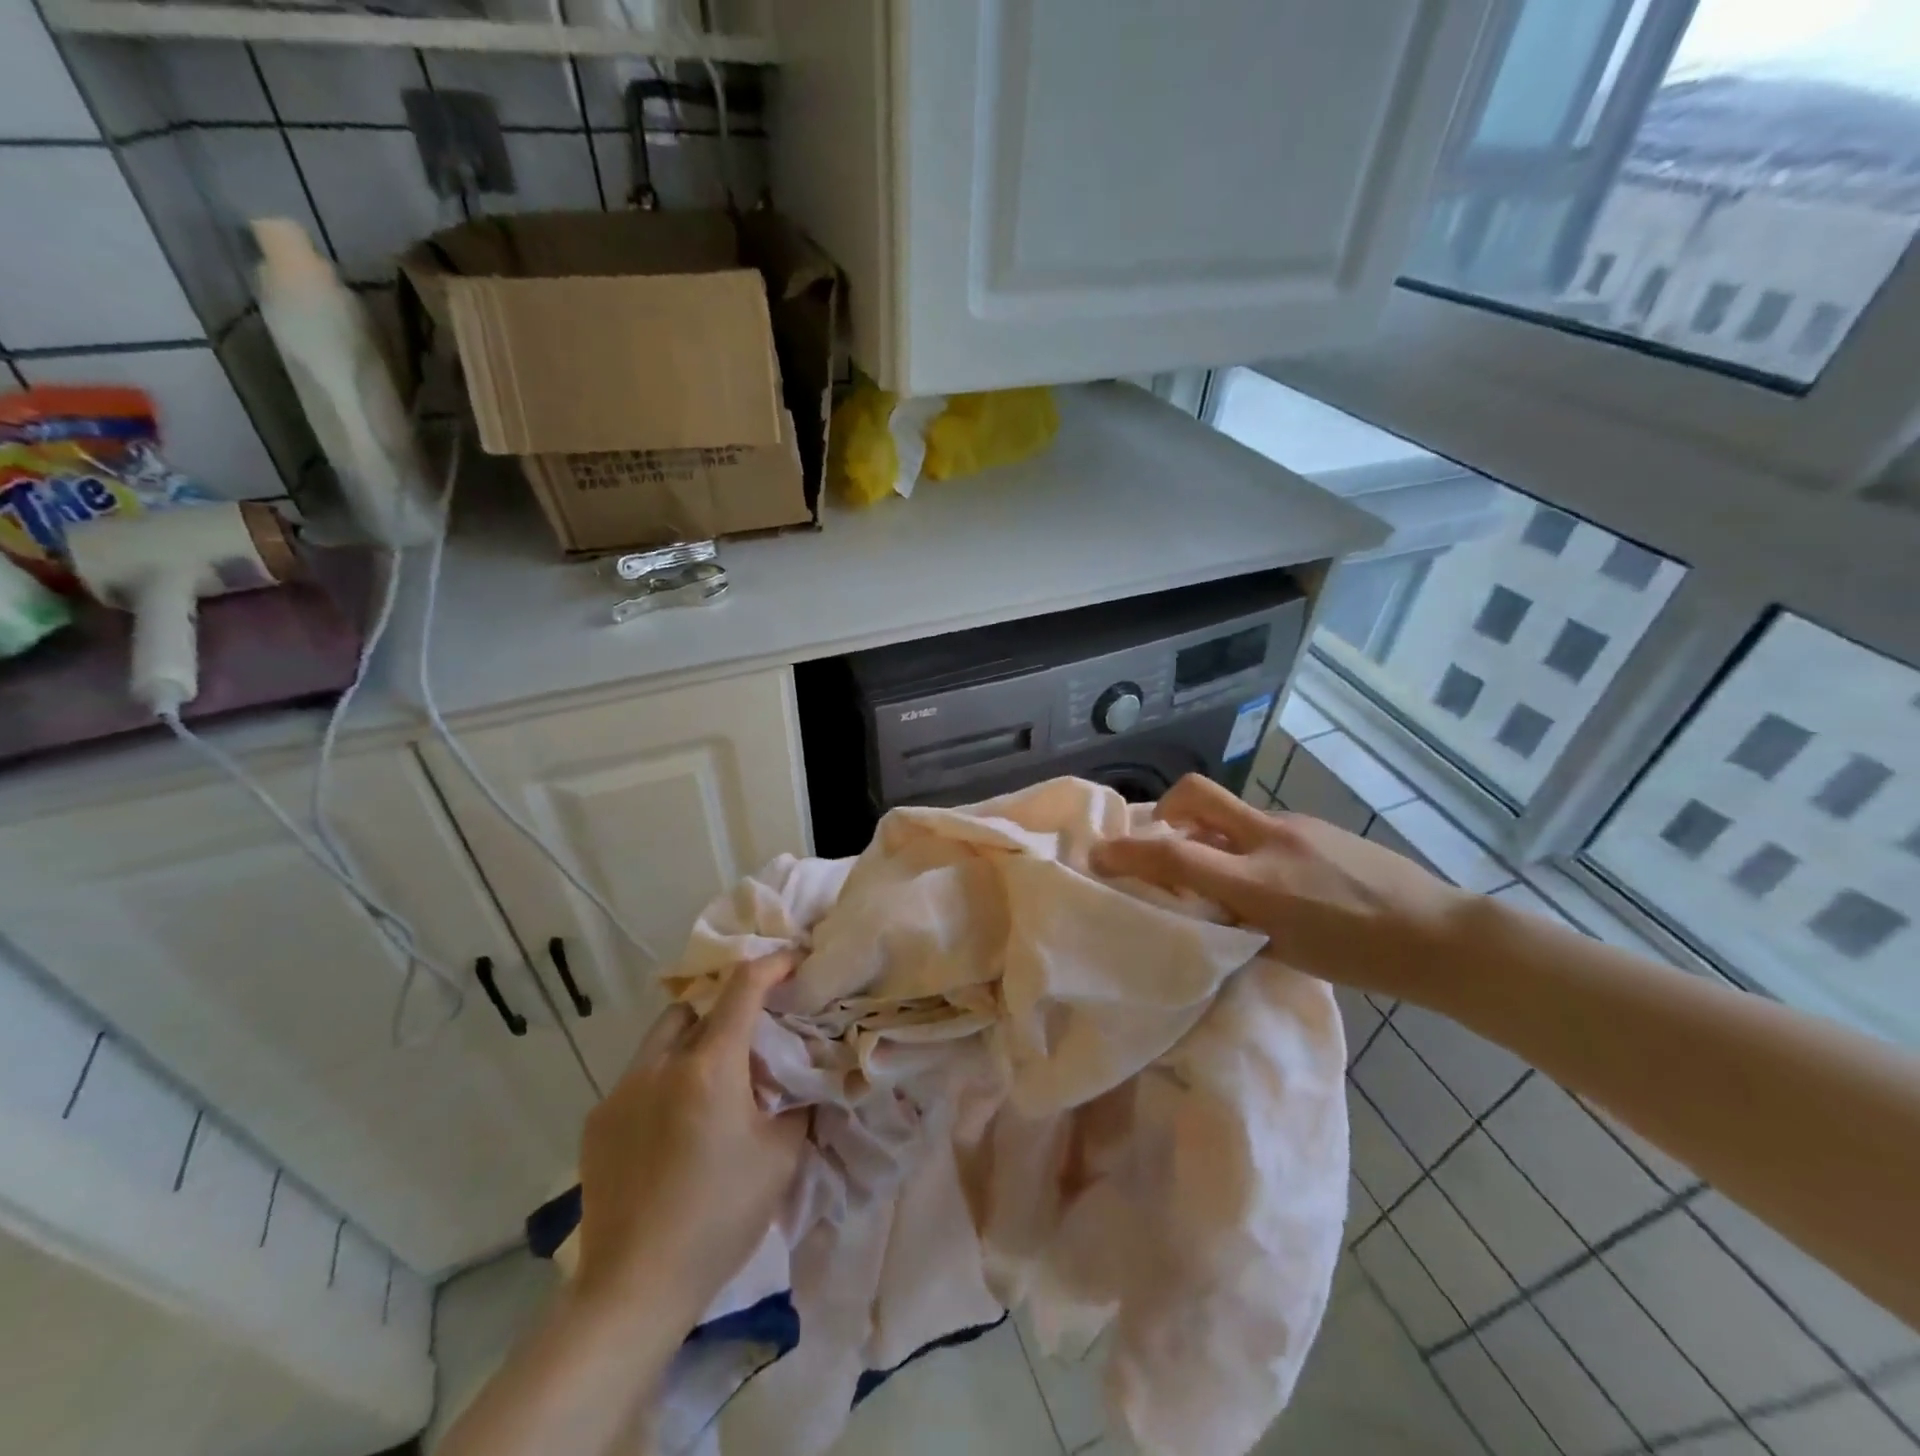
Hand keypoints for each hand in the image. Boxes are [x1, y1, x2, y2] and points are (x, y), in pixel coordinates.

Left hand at [574, 952, 807, 1325]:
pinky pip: (638, 1078)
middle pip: (695, 1005)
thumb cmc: (719, 1217)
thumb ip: (794, 1103)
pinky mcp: (598, 1121)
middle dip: (724, 1007)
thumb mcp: (780, 1157)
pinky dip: (663, 1080)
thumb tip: (799, 1080)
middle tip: (748, 1036)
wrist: (634, 1288)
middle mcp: (660, 1064)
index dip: (771, 964)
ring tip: (710, 1080)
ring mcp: (621, 1091)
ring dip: (691, 1041)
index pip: (744, 988)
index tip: (792, 960)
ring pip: (661, 1038)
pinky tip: (674, 1124)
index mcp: (709, 1066)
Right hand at [1089, 774, 1467, 999]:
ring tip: (1217, 866)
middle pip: (1196, 794)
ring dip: (1206, 827)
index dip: (1127, 851)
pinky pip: (1260, 822)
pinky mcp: (1315, 823)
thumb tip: (1198, 898)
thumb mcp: (1281, 951)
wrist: (1437, 934)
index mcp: (1258, 883)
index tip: (1098, 855)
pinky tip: (1268, 873)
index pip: (1174, 853)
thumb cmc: (1358, 958)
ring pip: (1228, 809)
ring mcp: (1294, 825)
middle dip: (1164, 806)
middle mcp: (1269, 840)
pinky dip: (1243, 839)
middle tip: (1159, 836)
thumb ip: (1232, 918)